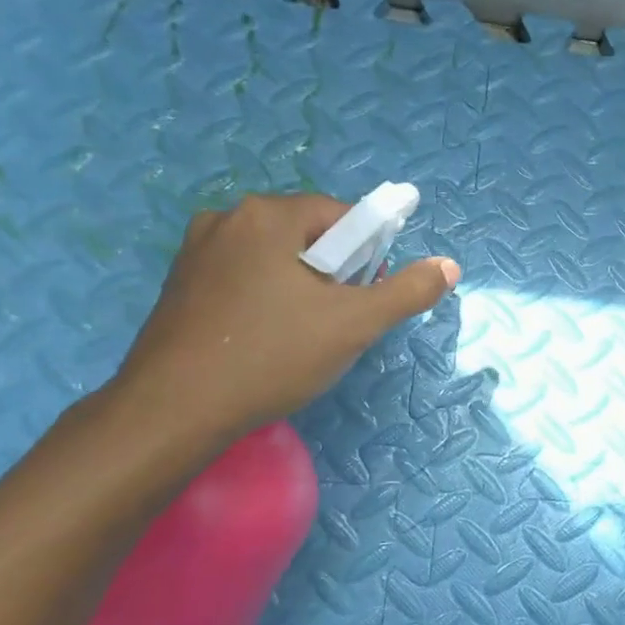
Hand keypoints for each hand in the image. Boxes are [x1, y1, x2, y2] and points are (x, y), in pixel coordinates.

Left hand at [109, 193, 458, 445]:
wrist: (174, 409)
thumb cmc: (273, 356)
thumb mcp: (354, 325)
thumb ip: (407, 291)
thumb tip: (449, 265)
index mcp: (270, 214)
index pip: (343, 216)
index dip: (366, 256)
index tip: (364, 299)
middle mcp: (228, 218)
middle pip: (306, 236)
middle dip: (332, 275)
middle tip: (335, 324)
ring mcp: (196, 250)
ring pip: (273, 259)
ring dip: (298, 288)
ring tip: (299, 338)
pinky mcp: (178, 284)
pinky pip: (241, 278)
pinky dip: (263, 300)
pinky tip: (262, 341)